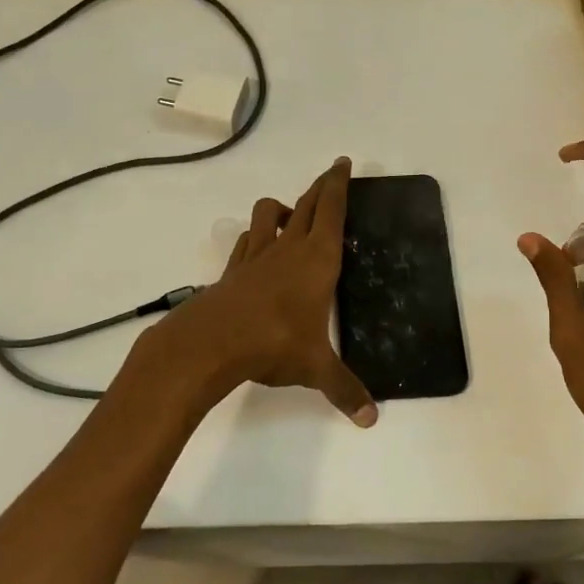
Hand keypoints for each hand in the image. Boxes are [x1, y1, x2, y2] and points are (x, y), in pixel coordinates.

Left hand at [151, 158, 376, 426]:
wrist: (212, 342)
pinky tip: (256, 248)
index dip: (338, 184)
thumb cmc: (274, 343)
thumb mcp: (315, 368)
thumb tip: (371, 420)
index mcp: (318, 259)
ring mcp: (256, 256)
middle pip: (305, 204)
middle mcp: (288, 248)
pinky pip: (245, 241)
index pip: (331, 210)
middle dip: (320, 187)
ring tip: (291, 215)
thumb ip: (344, 389)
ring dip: (281, 207)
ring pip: (267, 213)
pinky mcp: (233, 270)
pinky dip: (254, 237)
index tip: (342, 163)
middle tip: (330, 175)